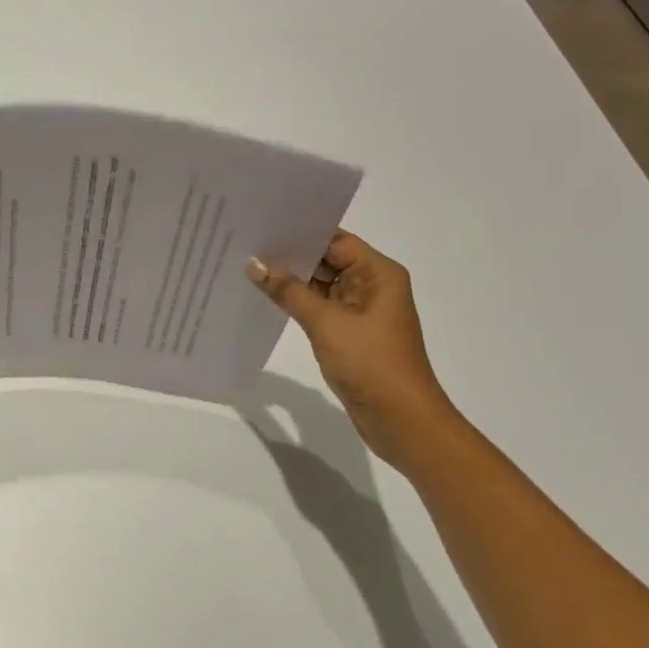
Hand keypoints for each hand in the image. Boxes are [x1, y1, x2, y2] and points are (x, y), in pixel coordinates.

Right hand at [246, 230, 454, 452]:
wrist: (402, 421)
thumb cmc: (371, 363)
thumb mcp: (326, 323)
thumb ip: (288, 291)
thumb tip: (254, 263)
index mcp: (379, 274)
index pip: (335, 241)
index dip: (301, 233)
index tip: (263, 226)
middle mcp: (373, 286)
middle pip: (327, 260)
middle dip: (291, 255)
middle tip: (247, 243)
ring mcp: (362, 311)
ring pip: (322, 285)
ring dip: (291, 280)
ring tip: (249, 266)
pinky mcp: (351, 334)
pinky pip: (320, 308)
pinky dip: (298, 303)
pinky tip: (267, 298)